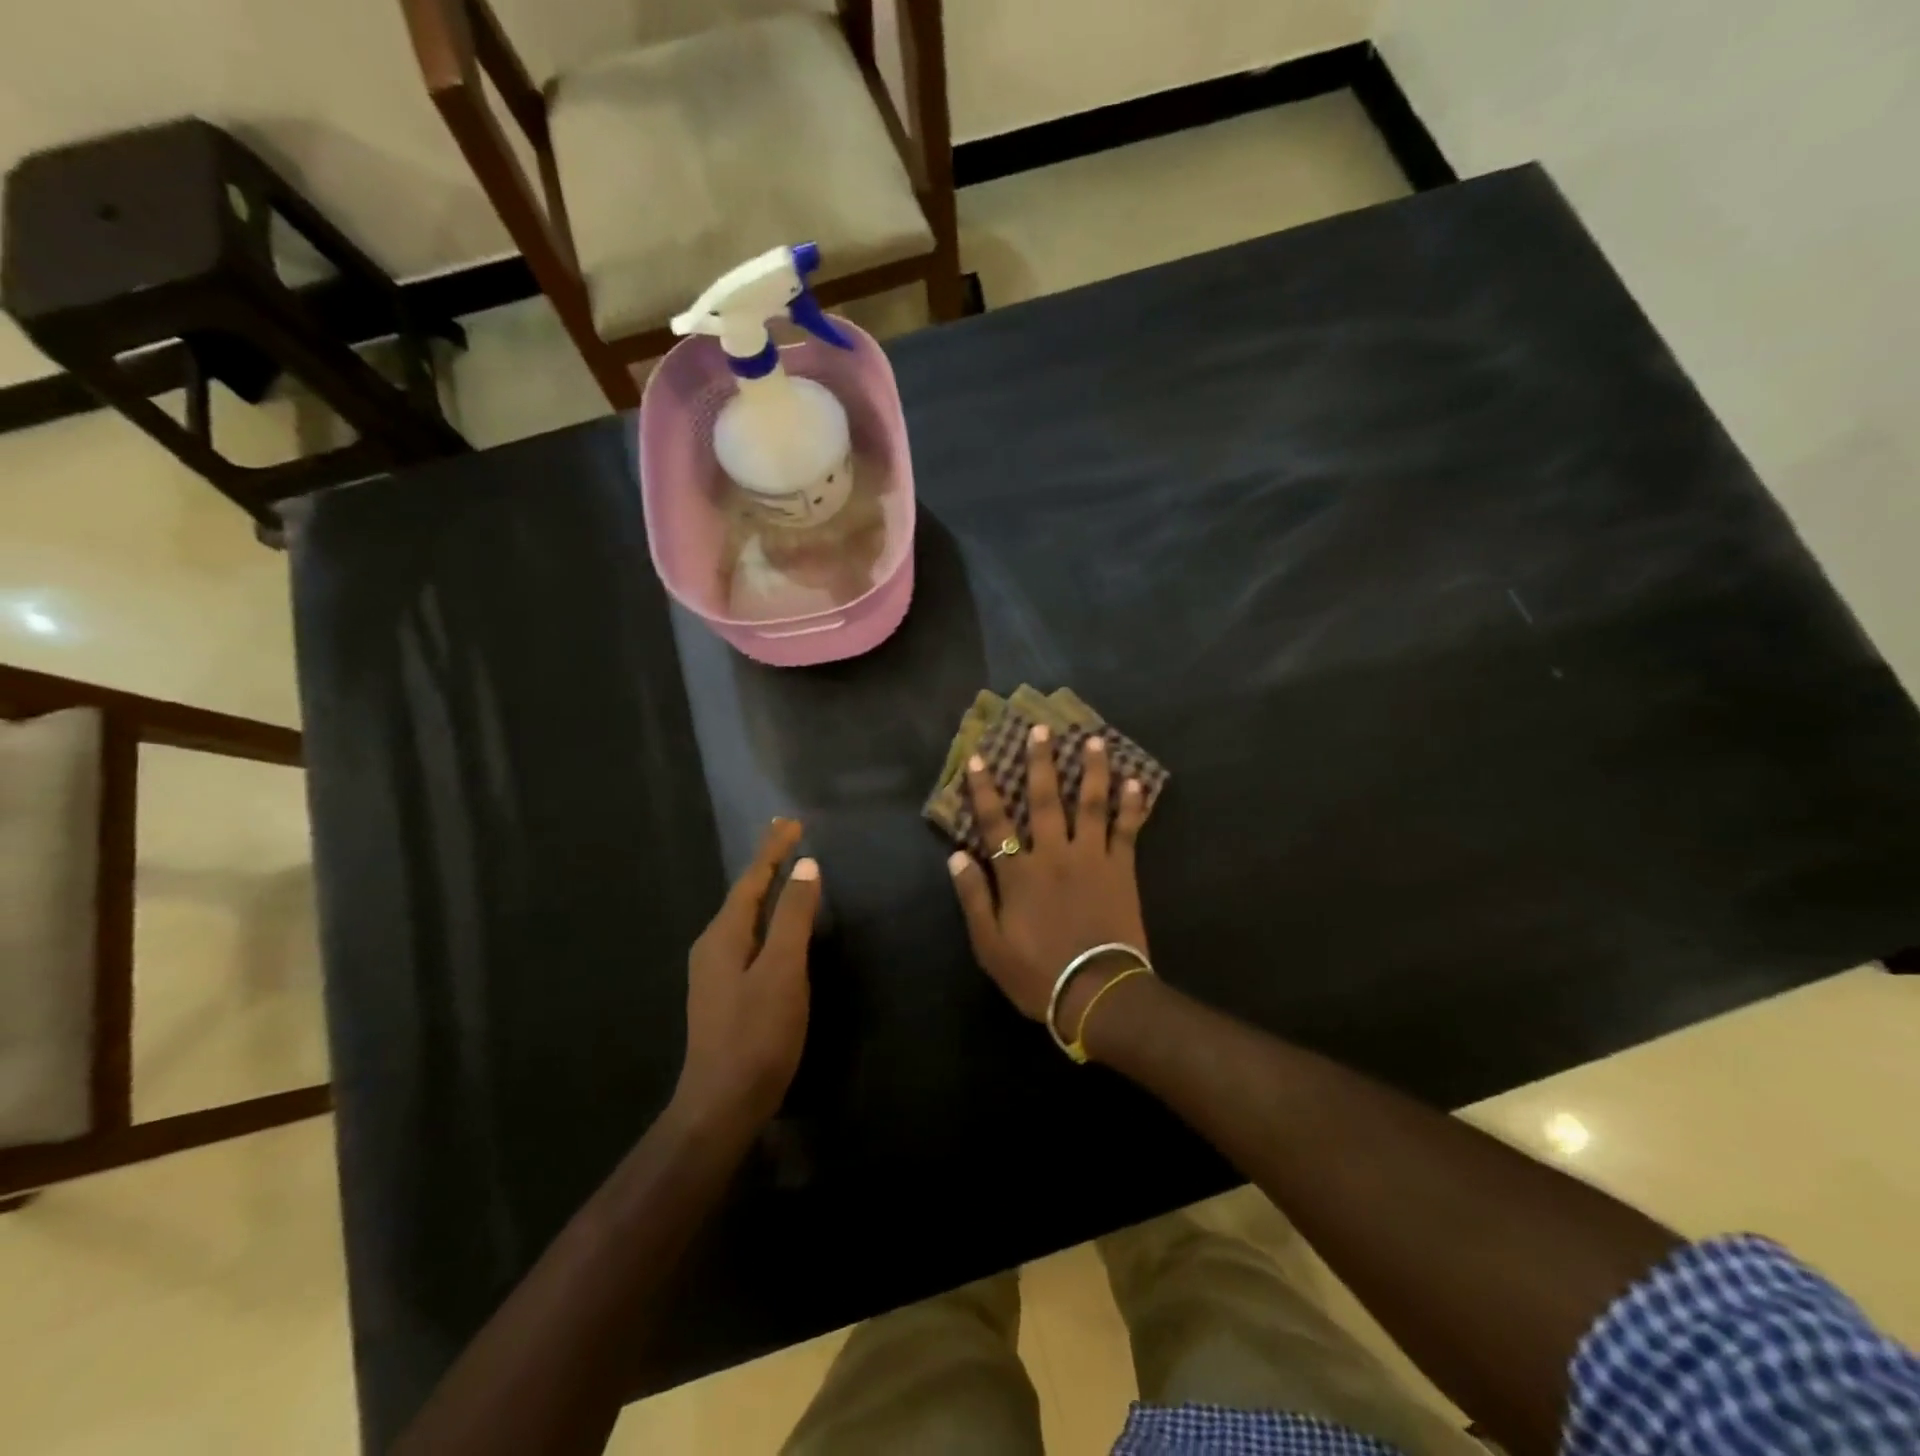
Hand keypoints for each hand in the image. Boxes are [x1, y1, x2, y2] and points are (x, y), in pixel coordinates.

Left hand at [675, 818, 821, 1131]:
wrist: (721, 1105)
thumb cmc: (756, 1035)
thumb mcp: (783, 971)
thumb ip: (794, 917)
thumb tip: (806, 866)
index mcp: (724, 935)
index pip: (752, 879)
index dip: (773, 850)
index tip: (792, 821)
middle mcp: (713, 946)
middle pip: (744, 894)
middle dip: (767, 864)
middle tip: (789, 837)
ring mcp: (715, 972)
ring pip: (744, 917)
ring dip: (765, 891)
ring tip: (785, 871)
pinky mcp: (725, 993)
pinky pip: (748, 938)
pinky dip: (766, 918)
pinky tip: (777, 927)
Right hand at [948, 727, 1150, 1040]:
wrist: (1096, 992)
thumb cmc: (1037, 973)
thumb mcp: (989, 945)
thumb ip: (973, 897)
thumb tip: (957, 856)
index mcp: (1019, 873)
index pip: (995, 822)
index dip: (985, 789)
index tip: (979, 758)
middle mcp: (1053, 854)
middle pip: (1044, 800)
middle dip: (1040, 762)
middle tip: (1041, 729)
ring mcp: (1091, 858)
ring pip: (1090, 804)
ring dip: (1091, 770)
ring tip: (1094, 741)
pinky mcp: (1121, 869)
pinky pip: (1127, 830)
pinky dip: (1131, 806)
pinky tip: (1136, 783)